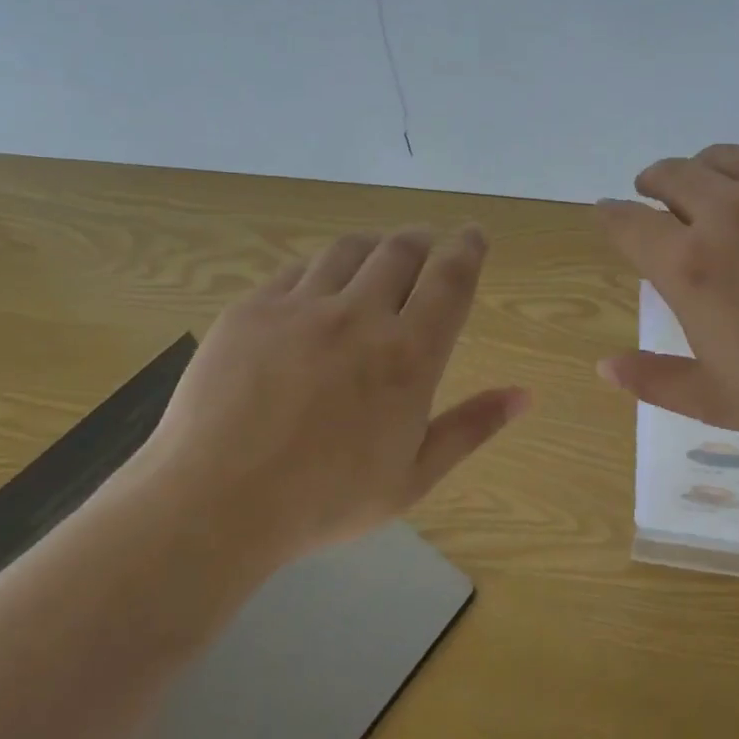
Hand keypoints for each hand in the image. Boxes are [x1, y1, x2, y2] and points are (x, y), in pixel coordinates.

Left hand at [137, 226, 528, 569]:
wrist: (213, 503)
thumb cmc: (325, 499)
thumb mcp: (413, 476)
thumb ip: (472, 427)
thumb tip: (525, 395)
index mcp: (409, 355)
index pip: (451, 278)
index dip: (468, 247)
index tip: (473, 235)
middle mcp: (360, 315)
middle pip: (402, 249)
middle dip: (423, 241)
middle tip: (427, 250)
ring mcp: (301, 306)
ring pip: (350, 249)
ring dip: (375, 247)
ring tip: (377, 261)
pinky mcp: (253, 308)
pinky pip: (298, 269)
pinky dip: (322, 269)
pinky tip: (319, 290)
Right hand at [596, 146, 738, 459]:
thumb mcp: (718, 401)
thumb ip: (654, 381)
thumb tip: (602, 367)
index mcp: (691, 265)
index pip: (628, 223)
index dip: (610, 216)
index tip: (606, 212)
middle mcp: (728, 212)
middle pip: (671, 174)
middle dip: (652, 182)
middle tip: (653, 193)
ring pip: (724, 156)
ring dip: (702, 168)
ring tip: (707, 186)